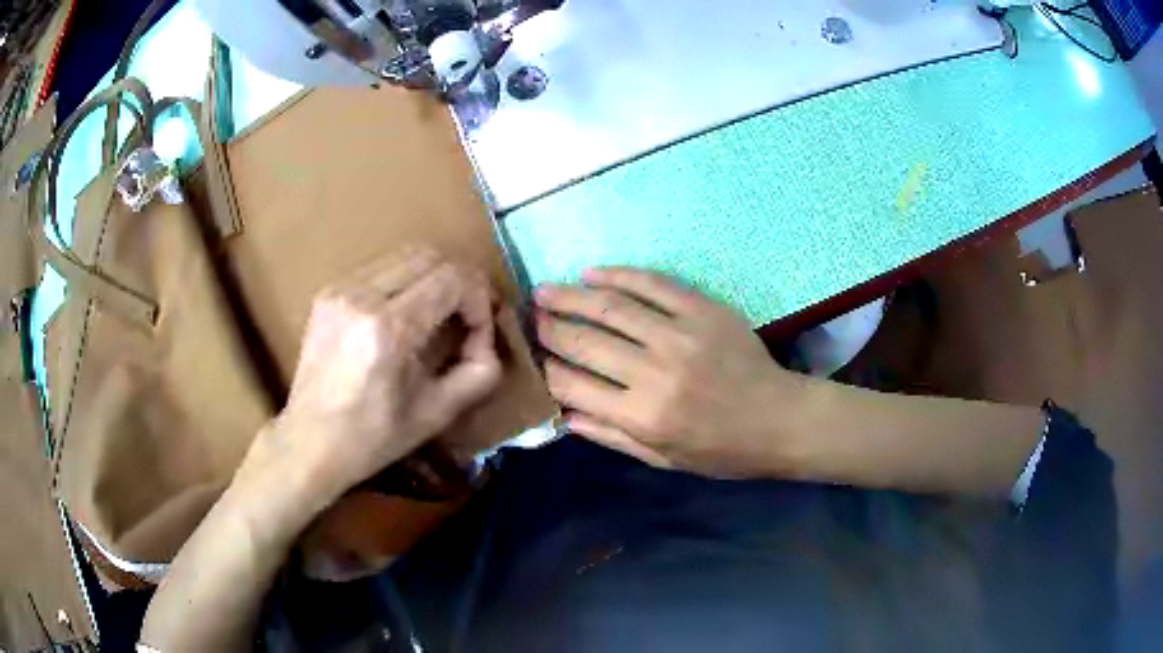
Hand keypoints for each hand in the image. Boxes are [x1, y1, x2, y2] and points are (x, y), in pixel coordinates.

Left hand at [251, 249, 502, 503]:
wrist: (308, 442)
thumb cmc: (373, 438)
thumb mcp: (437, 414)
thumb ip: (479, 372)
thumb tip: (486, 339)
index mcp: (388, 330)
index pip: (451, 279)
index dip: (478, 299)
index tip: (478, 329)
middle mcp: (360, 296)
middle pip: (430, 256)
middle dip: (459, 282)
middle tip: (465, 317)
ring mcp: (339, 289)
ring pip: (405, 255)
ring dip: (432, 278)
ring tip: (437, 315)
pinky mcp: (328, 292)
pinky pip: (380, 268)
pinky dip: (405, 282)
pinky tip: (404, 316)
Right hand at [535, 268, 805, 477]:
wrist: (779, 419)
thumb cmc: (721, 450)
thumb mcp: (664, 459)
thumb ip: (612, 436)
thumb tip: (564, 414)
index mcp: (642, 416)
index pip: (574, 386)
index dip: (546, 369)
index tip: (531, 356)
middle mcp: (654, 372)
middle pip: (585, 341)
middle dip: (549, 327)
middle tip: (529, 316)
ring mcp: (680, 335)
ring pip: (611, 307)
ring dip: (572, 295)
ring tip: (546, 291)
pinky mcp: (702, 310)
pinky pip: (653, 285)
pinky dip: (619, 275)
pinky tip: (594, 273)